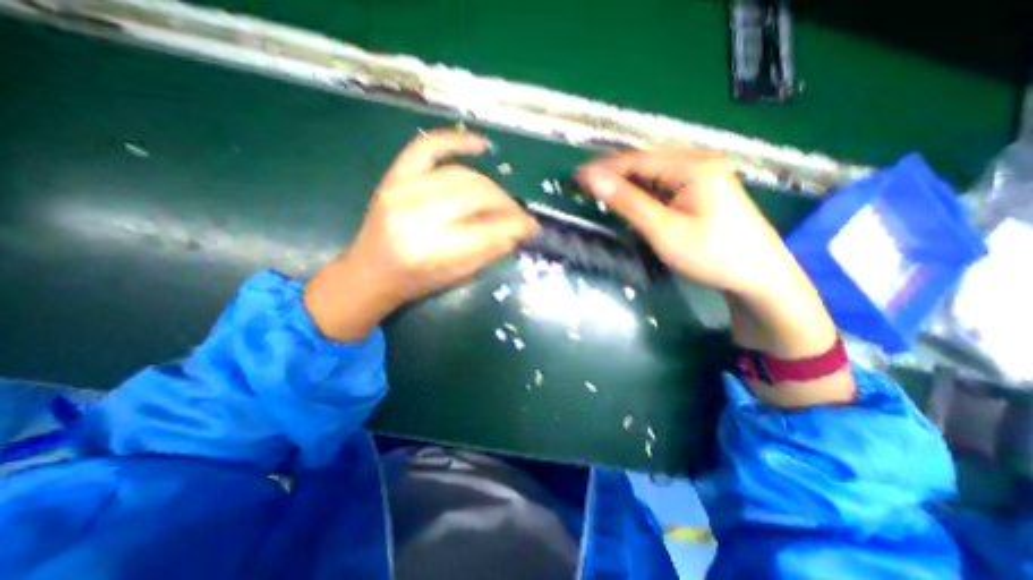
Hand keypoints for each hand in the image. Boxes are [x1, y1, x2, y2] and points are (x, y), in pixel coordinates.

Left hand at [303, 128, 536, 340]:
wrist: (371, 273)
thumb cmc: (416, 282)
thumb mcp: (458, 275)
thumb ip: (491, 250)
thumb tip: (519, 229)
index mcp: (433, 250)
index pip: (489, 229)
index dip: (516, 225)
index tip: (532, 226)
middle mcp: (418, 216)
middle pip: (477, 196)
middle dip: (507, 204)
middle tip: (518, 214)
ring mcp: (402, 191)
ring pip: (462, 176)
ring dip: (491, 186)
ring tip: (502, 199)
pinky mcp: (394, 178)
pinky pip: (426, 147)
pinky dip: (455, 141)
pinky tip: (479, 146)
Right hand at [578, 151, 793, 298]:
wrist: (758, 277)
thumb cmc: (711, 254)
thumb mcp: (663, 230)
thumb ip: (628, 203)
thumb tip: (593, 180)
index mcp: (692, 166)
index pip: (637, 161)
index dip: (604, 169)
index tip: (576, 178)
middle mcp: (698, 163)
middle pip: (645, 165)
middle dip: (613, 176)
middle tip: (584, 188)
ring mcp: (702, 177)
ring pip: (653, 177)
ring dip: (626, 186)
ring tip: (599, 195)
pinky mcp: (701, 192)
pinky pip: (664, 187)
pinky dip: (642, 195)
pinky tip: (629, 202)